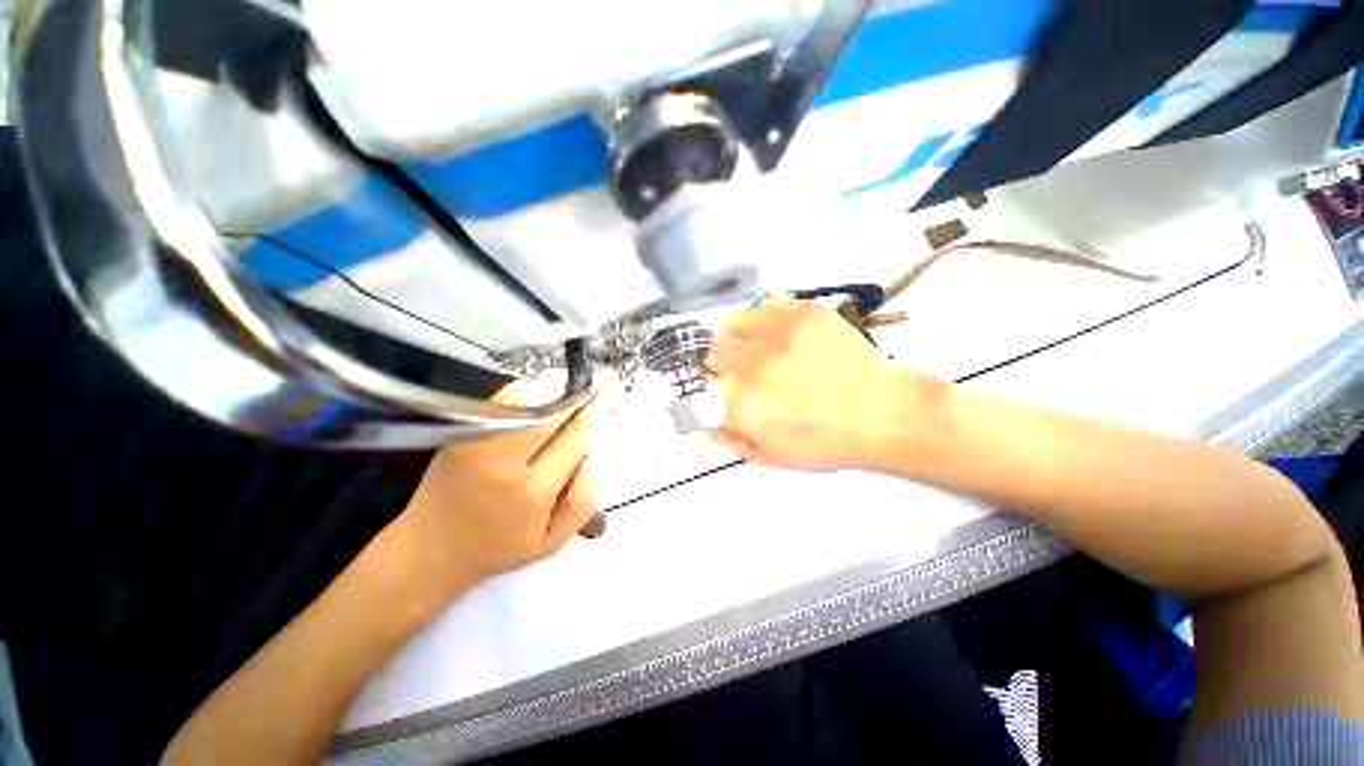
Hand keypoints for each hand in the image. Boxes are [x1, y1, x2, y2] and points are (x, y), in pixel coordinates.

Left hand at [391, 390, 606, 603]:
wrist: (430, 548)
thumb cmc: (498, 546)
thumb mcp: (552, 541)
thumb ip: (583, 501)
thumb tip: (592, 456)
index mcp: (532, 491)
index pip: (576, 438)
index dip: (594, 413)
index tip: (606, 394)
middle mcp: (505, 460)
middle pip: (552, 412)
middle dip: (577, 395)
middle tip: (595, 383)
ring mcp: (478, 442)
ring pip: (526, 398)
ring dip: (553, 388)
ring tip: (569, 389)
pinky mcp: (461, 433)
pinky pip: (502, 400)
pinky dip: (525, 390)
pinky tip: (538, 396)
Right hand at [705, 298, 925, 470]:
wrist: (881, 414)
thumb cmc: (825, 443)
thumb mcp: (770, 457)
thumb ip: (731, 439)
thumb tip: (710, 422)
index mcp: (738, 404)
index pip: (695, 388)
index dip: (705, 390)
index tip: (718, 391)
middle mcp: (750, 365)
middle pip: (712, 352)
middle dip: (723, 364)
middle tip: (744, 371)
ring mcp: (777, 334)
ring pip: (733, 322)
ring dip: (740, 337)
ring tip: (760, 347)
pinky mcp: (803, 313)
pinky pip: (767, 306)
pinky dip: (768, 320)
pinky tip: (784, 335)